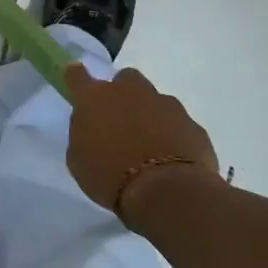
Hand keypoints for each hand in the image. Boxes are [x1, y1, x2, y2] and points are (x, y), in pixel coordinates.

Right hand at [64, 64, 218, 217]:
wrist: (166, 192)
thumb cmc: (110, 177)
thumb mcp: (79, 160)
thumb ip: (84, 135)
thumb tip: (93, 128)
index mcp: (95, 99)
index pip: (78, 76)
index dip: (76, 75)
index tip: (75, 75)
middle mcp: (131, 92)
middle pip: (126, 79)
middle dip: (123, 94)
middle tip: (121, 119)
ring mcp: (166, 105)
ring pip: (155, 101)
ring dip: (150, 116)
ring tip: (149, 147)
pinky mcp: (192, 124)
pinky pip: (178, 125)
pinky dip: (173, 136)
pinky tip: (171, 160)